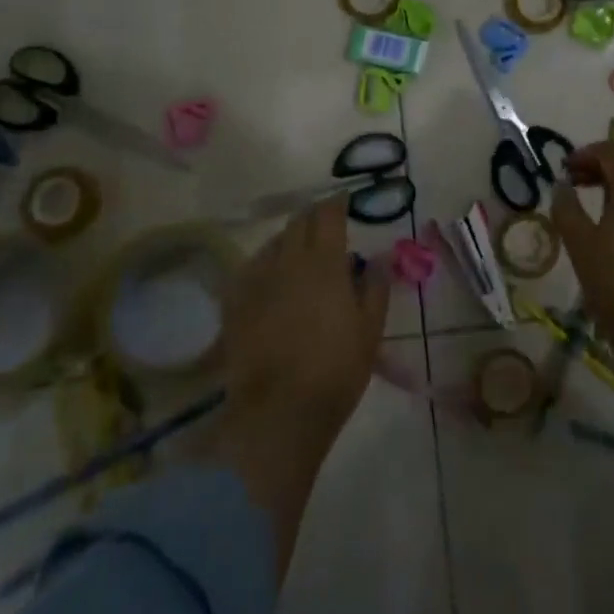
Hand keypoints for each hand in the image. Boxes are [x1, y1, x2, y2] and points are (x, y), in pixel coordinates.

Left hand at [222, 198, 386, 449]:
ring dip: (289, 239)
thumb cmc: (336, 370)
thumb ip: (376, 286)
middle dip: (313, 217)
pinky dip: (265, 263)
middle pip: (298, 223)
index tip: (344, 201)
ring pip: (272, 243)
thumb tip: (379, 255)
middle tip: (325, 225)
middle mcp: (287, 261)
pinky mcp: (234, 303)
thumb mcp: (370, 329)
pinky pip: (250, 268)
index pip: (328, 215)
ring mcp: (256, 280)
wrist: (279, 411)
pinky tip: (270, 276)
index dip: (337, 203)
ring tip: (299, 251)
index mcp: (324, 263)